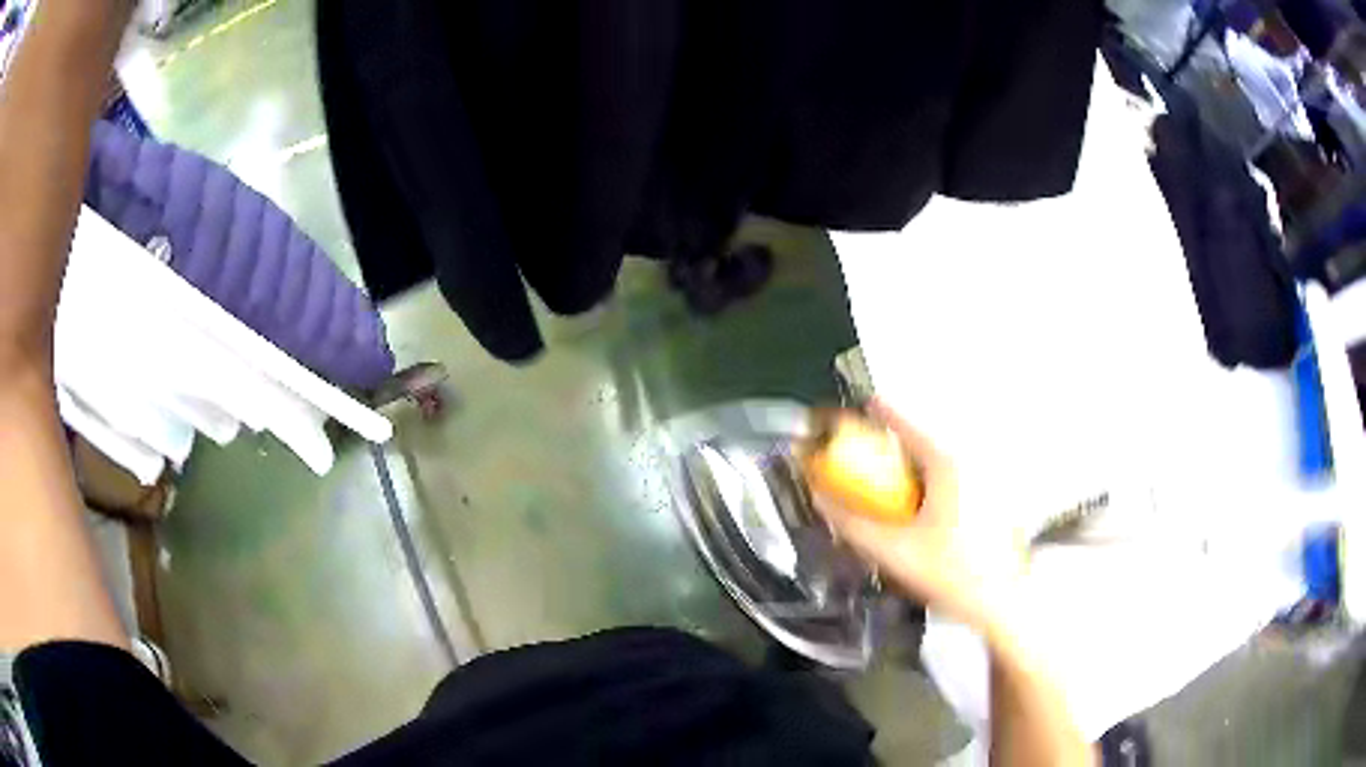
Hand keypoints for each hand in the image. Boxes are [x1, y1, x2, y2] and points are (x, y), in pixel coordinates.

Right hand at [814, 400, 1025, 633]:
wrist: (1003, 604)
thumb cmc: (951, 574)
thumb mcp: (894, 552)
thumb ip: (853, 524)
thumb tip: (820, 498)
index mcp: (948, 464)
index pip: (907, 423)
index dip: (880, 413)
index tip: (859, 408)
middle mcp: (971, 462)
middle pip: (924, 441)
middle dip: (894, 448)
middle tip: (868, 462)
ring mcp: (986, 480)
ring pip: (940, 462)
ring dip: (913, 469)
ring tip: (892, 492)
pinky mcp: (993, 500)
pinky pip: (954, 479)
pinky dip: (932, 485)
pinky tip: (923, 516)